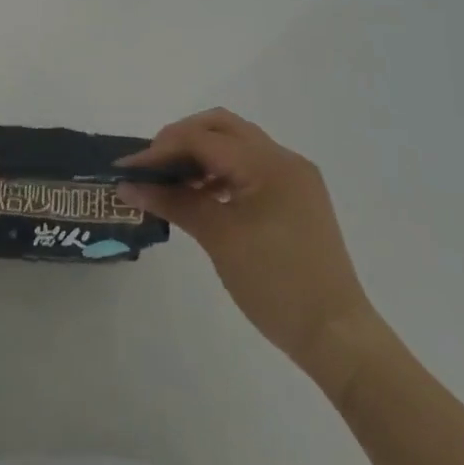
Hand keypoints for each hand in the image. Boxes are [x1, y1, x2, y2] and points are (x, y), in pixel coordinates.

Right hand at [118, 110, 379, 388]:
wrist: (336, 336)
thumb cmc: (275, 284)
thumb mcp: (218, 238)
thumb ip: (172, 202)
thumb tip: (127, 186)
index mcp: (269, 163)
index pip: (202, 139)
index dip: (160, 150)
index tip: (127, 169)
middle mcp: (284, 159)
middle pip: (220, 127)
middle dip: (180, 140)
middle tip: (151, 166)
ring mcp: (293, 178)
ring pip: (235, 144)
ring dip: (199, 154)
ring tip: (170, 181)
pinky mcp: (294, 197)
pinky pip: (249, 166)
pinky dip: (220, 171)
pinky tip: (200, 194)